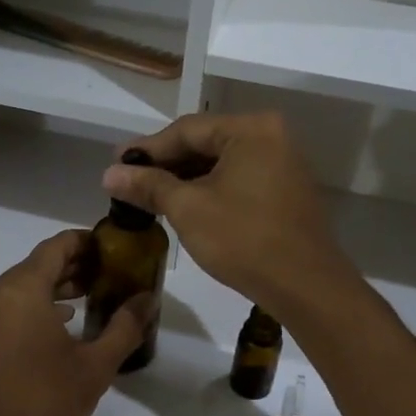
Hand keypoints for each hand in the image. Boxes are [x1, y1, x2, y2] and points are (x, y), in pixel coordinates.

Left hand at [0, 230, 151, 415]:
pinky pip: (5, 310)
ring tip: (89, 299)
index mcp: (20, 290)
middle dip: (73, 267)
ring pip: (19, 288)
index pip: (56, 247)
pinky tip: (57, 328)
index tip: (113, 249)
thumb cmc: (41, 408)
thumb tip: (148, 297)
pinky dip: (32, 308)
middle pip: (36, 265)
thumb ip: (124, 327)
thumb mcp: (93, 369)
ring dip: (53, 289)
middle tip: (109, 275)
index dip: (86, 242)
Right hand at [102, 112, 356, 321]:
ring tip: (149, 196)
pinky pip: (239, 178)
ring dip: (185, 179)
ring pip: (221, 163)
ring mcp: (283, 163)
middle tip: (128, 181)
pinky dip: (210, 189)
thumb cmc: (244, 239)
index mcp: (251, 129)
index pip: (187, 130)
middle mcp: (271, 136)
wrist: (306, 286)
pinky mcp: (286, 190)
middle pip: (205, 143)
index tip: (115, 164)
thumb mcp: (188, 209)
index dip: (147, 148)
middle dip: (165, 164)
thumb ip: (148, 185)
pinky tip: (184, 206)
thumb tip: (109, 174)